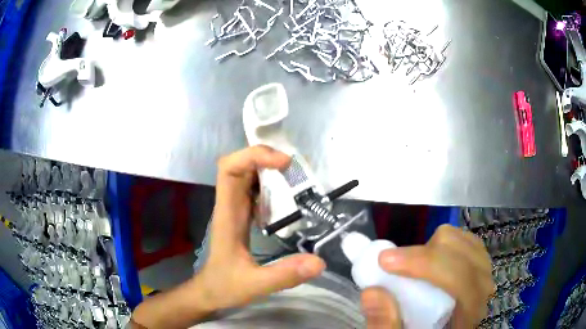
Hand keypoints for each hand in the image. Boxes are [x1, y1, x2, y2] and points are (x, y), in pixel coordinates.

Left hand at [198, 145, 325, 309]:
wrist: (210, 291)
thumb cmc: (224, 286)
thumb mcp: (254, 284)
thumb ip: (284, 275)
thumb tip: (319, 262)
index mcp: (228, 215)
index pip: (229, 169)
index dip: (253, 156)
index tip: (282, 163)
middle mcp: (230, 205)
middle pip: (238, 165)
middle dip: (264, 157)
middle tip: (293, 167)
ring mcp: (236, 209)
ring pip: (246, 174)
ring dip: (268, 168)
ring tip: (295, 176)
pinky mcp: (243, 215)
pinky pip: (254, 189)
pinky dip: (270, 183)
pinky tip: (288, 194)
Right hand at [360, 225, 494, 328]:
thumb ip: (386, 325)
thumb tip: (372, 292)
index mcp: (469, 315)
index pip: (459, 279)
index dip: (424, 263)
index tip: (386, 260)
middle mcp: (484, 291)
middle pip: (462, 253)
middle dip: (424, 254)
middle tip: (394, 267)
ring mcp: (485, 274)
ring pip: (465, 241)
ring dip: (434, 247)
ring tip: (412, 266)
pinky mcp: (480, 265)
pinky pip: (466, 241)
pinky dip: (444, 243)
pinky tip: (430, 258)